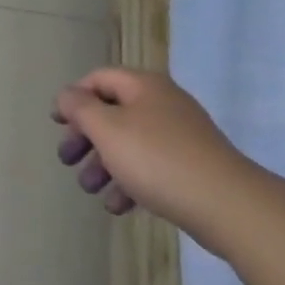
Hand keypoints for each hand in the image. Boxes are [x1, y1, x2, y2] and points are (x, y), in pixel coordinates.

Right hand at [53, 69, 256, 241]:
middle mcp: (163, 104)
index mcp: (144, 86)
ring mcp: (180, 136)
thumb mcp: (107, 129)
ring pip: (129, 143)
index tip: (56, 124)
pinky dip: (130, 181)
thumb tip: (68, 95)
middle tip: (67, 160)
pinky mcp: (192, 167)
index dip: (73, 97)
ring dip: (103, 164)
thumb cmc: (157, 159)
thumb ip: (80, 108)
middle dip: (85, 137)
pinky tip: (118, 206)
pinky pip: (151, 167)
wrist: (228, 205)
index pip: (98, 78)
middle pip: (112, 112)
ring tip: (91, 190)